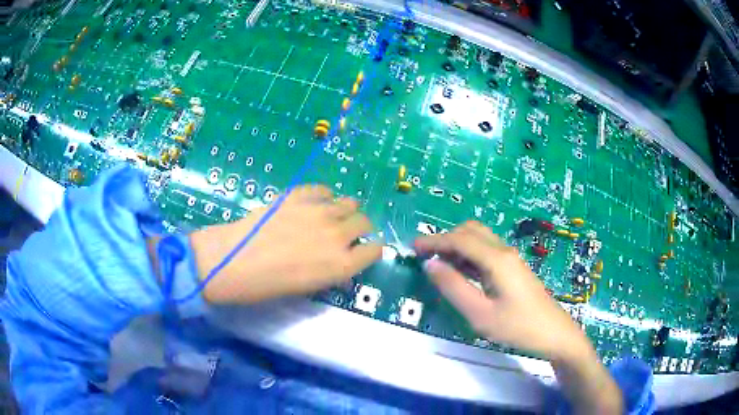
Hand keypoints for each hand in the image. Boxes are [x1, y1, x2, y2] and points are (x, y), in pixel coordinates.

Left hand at [188, 185, 381, 303]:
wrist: (234, 261)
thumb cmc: (268, 286)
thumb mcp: (306, 288)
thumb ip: (330, 273)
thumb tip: (339, 265)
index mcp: (341, 264)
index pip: (375, 250)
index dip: (371, 250)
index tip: (364, 250)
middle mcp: (337, 235)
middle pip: (364, 222)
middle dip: (360, 228)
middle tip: (346, 234)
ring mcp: (319, 211)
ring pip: (348, 202)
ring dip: (345, 210)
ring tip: (333, 216)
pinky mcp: (300, 195)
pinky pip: (323, 190)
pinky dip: (324, 196)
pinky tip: (315, 203)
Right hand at [415, 221, 590, 360]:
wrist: (553, 332)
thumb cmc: (518, 327)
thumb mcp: (480, 314)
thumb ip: (454, 288)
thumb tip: (430, 265)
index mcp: (496, 259)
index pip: (459, 240)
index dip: (434, 241)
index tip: (413, 248)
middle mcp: (504, 251)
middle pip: (470, 231)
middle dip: (445, 239)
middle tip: (425, 257)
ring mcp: (511, 258)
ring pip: (479, 239)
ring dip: (457, 246)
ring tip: (439, 265)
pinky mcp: (514, 268)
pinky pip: (487, 251)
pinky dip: (468, 255)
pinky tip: (462, 272)